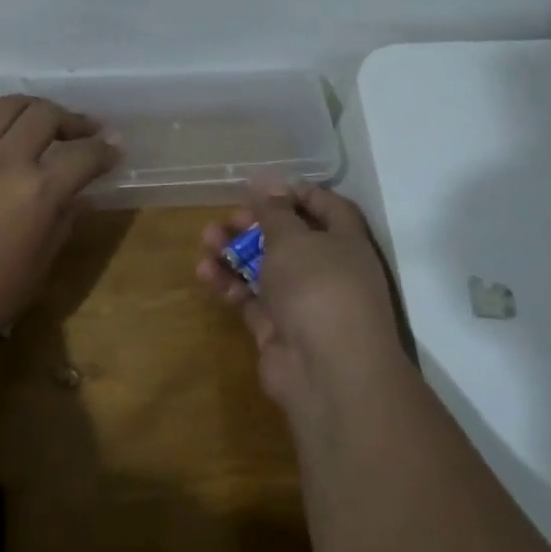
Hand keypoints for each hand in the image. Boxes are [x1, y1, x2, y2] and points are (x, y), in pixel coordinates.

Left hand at [0, 93, 119, 336]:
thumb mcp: (41, 264)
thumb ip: (63, 222)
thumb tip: (80, 196)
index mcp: (39, 191)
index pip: (85, 156)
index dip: (105, 151)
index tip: (112, 151)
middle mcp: (4, 162)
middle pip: (46, 116)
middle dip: (72, 121)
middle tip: (80, 133)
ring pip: (2, 107)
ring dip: (26, 108)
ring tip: (33, 121)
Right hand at [198, 183, 406, 421]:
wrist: (327, 370)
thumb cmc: (318, 288)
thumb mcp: (293, 239)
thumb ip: (274, 211)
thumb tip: (266, 180)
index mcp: (345, 242)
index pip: (326, 206)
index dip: (296, 193)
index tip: (262, 187)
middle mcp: (328, 269)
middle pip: (289, 238)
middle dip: (256, 224)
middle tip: (228, 218)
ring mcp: (303, 302)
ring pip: (265, 268)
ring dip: (235, 252)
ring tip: (205, 239)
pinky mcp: (277, 328)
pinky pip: (250, 298)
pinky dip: (229, 284)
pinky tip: (205, 273)